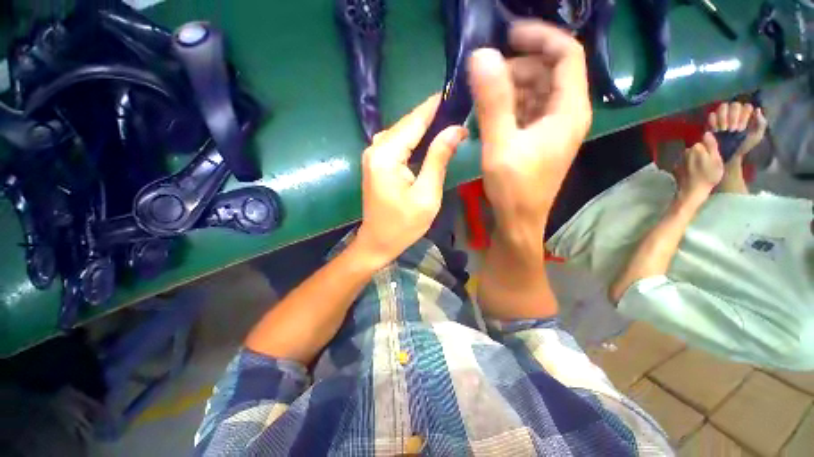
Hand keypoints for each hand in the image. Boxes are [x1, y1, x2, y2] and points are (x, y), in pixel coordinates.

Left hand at [354, 95, 467, 266]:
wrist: (378, 242)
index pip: (415, 120)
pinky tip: (430, 140)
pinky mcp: (376, 163)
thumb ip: (438, 158)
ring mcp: (373, 155)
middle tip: (459, 109)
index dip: (436, 105)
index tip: (457, 91)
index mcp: (387, 155)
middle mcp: (375, 148)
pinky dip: (414, 139)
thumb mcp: (427, 194)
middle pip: (407, 123)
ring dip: (425, 127)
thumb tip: (456, 129)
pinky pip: (397, 143)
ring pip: (403, 132)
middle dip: (433, 116)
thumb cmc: (403, 225)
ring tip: (450, 122)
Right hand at [467, 21, 591, 233]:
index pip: (566, 54)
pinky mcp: (540, 138)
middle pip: (549, 71)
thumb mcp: (500, 145)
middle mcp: (567, 113)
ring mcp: (554, 127)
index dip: (540, 37)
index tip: (508, 33)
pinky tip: (491, 114)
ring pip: (536, 91)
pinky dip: (510, 105)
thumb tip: (481, 56)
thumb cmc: (514, 188)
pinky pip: (528, 110)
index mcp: (569, 110)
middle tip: (485, 78)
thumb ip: (492, 101)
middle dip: (518, 66)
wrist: (519, 220)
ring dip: (511, 88)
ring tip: (483, 98)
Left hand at [673, 132, 723, 203]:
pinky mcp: (676, 168)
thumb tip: (707, 133)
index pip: (703, 143)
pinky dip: (689, 166)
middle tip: (708, 164)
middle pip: (696, 149)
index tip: (713, 157)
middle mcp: (685, 152)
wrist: (692, 190)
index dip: (709, 149)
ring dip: (695, 160)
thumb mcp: (716, 159)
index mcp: (696, 148)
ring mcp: (679, 160)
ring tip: (701, 169)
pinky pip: (685, 164)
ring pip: (690, 156)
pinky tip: (694, 173)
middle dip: (701, 154)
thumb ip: (711, 145)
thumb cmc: (708, 175)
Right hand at [708, 101, 767, 159]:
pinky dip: (713, 122)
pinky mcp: (712, 121)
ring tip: (723, 130)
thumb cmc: (743, 145)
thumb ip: (761, 124)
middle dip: (733, 117)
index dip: (744, 115)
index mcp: (747, 114)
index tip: (742, 128)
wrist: (729, 155)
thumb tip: (757, 110)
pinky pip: (712, 115)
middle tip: (732, 130)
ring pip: (722, 107)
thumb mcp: (756, 137)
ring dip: (723, 118)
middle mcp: (735, 112)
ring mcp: (722, 115)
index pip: (746, 106)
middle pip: (734, 105)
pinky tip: (715, 131)